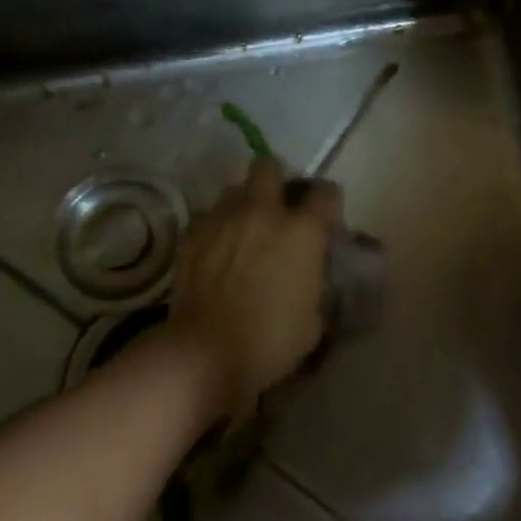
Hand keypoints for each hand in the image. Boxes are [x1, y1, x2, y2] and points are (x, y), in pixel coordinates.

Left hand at [169, 158, 337, 418]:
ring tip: (243, 230)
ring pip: (234, 189)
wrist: (205, 353)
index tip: (326, 220)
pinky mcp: (192, 234)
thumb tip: (311, 274)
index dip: (329, 203)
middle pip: (269, 167)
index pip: (326, 192)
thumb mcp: (314, 318)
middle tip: (278, 209)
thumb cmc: (271, 341)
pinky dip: (215, 228)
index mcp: (303, 230)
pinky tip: (215, 251)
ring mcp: (223, 219)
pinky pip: (207, 217)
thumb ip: (316, 282)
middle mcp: (264, 212)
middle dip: (276, 181)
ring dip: (243, 204)